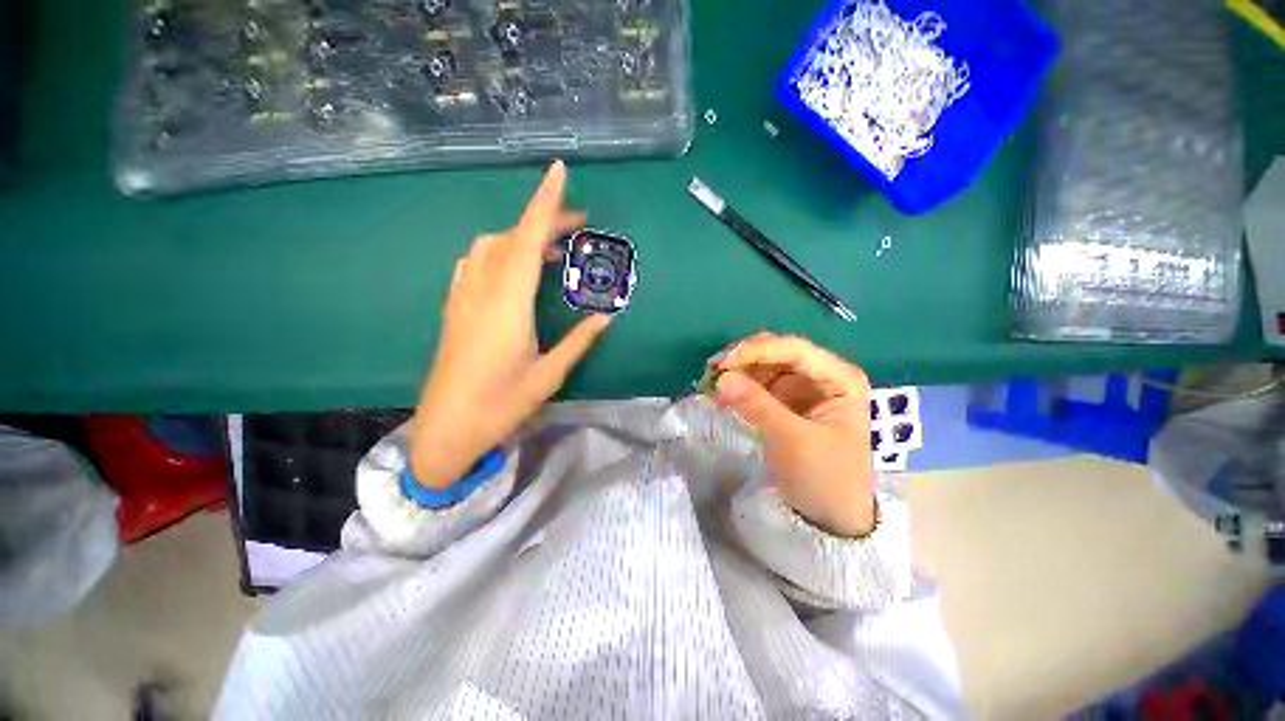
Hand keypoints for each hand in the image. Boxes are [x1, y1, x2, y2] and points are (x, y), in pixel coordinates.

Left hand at [411, 161, 611, 488]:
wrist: (446, 430)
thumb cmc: (500, 406)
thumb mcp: (547, 376)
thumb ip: (577, 342)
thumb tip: (605, 318)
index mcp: (508, 306)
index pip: (527, 241)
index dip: (544, 204)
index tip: (558, 171)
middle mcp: (482, 292)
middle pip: (512, 239)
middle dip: (544, 221)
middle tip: (579, 226)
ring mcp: (463, 298)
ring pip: (490, 247)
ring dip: (521, 237)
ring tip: (551, 250)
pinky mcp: (454, 309)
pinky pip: (476, 263)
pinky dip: (499, 252)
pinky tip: (514, 267)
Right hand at [712, 333, 875, 536]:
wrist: (831, 517)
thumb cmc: (825, 477)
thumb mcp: (793, 440)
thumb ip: (758, 405)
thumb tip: (721, 377)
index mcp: (839, 378)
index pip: (794, 350)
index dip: (756, 350)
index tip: (723, 363)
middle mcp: (821, 375)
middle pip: (777, 353)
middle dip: (744, 359)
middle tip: (713, 372)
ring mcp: (801, 388)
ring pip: (763, 366)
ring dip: (737, 372)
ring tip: (712, 386)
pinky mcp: (784, 402)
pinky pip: (757, 384)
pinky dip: (739, 386)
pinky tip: (721, 395)